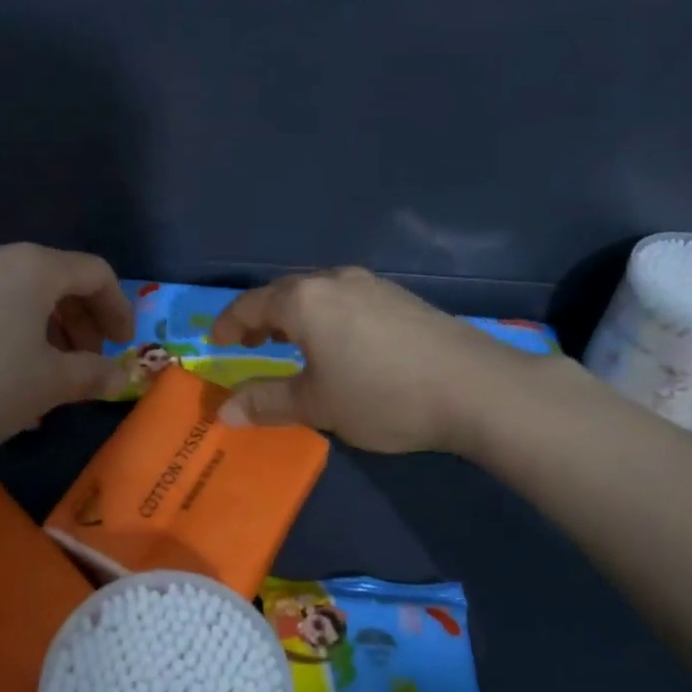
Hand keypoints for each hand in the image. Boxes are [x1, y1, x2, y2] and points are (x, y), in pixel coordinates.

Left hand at [0, 243, 133, 462]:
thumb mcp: (47, 385)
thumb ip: (91, 375)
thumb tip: (121, 377)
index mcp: (34, 266)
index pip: (95, 272)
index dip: (119, 308)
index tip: (124, 346)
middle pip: (58, 280)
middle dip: (83, 322)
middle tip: (89, 362)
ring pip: (22, 296)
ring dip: (48, 331)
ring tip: (49, 375)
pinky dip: (13, 334)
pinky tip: (4, 376)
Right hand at [210, 267, 538, 453]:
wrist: (476, 388)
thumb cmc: (382, 395)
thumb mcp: (317, 405)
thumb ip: (266, 402)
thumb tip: (223, 412)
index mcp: (304, 300)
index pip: (250, 304)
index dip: (228, 324)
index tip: (215, 343)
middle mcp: (334, 280)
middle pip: (283, 293)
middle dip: (260, 318)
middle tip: (249, 344)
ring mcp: (371, 284)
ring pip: (316, 294)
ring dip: (294, 317)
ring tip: (290, 344)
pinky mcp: (399, 297)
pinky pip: (345, 299)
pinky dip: (325, 317)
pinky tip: (339, 344)